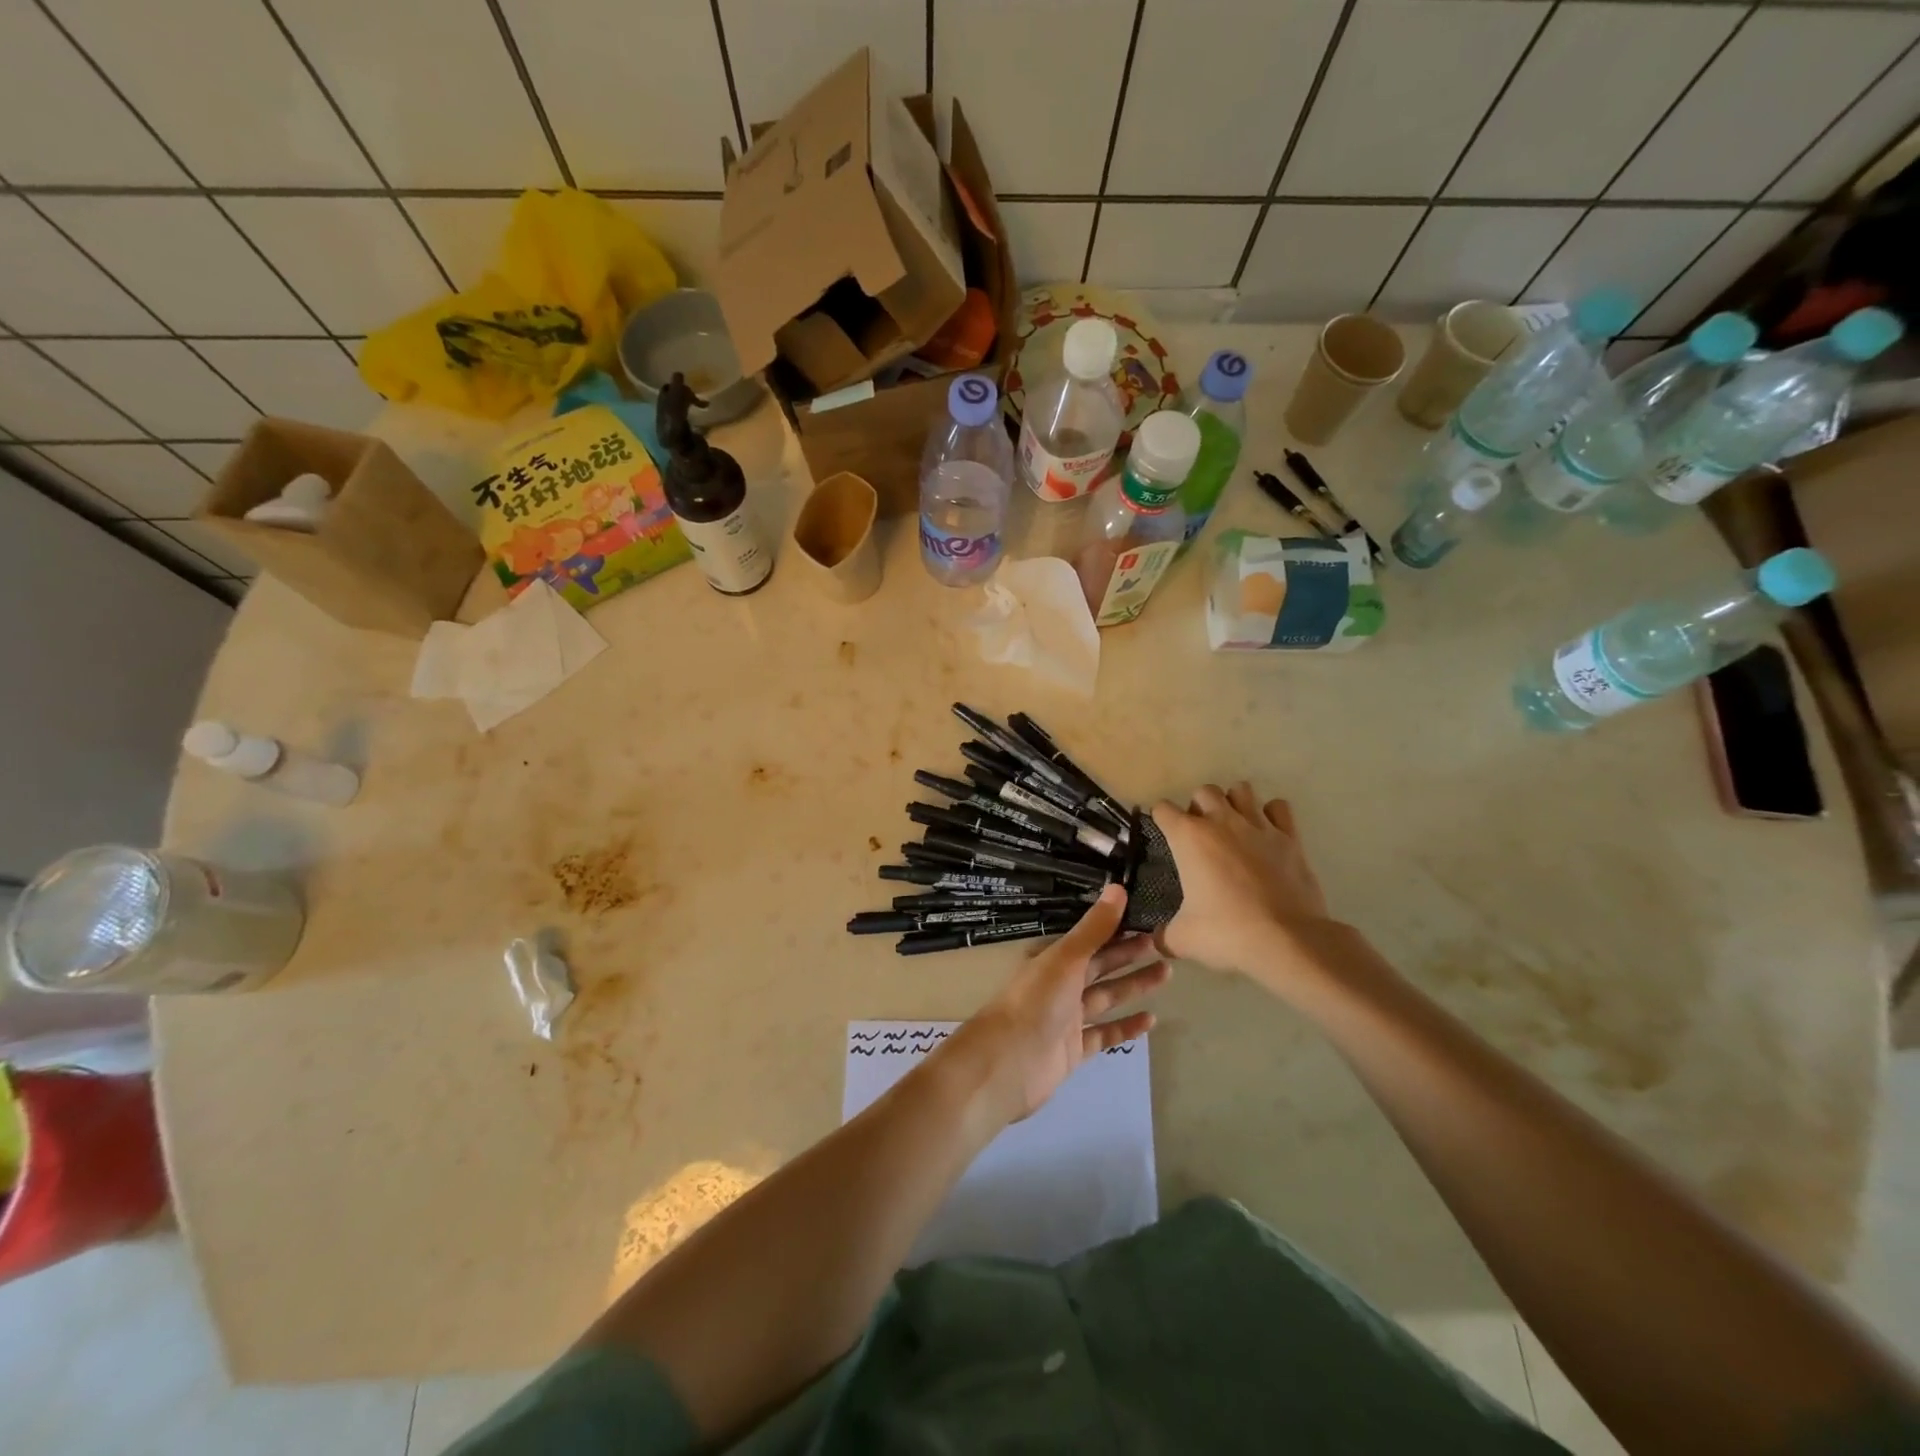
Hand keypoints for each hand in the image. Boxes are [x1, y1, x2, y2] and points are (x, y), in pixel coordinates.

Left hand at [948, 885, 1167, 1124]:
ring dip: (1133, 987)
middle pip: (1100, 967)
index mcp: (1054, 961)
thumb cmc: (1035, 1003)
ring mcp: (1067, 1019)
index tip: (1147, 919)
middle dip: (1129, 956)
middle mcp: (1060, 986)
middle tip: (1164, 944)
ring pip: (1106, 998)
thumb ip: (1094, 929)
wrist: (1007, 1063)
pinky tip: (1151, 1019)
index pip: (1091, 940)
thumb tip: (1119, 887)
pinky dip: (1125, 1027)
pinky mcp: (1073, 1050)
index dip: (1117, 930)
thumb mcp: (1066, 959)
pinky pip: (1104, 1034)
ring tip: (1166, 973)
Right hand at [1151, 783, 1333, 982]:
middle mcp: (1222, 821)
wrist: (1288, 941)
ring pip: (1241, 790)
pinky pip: (1278, 808)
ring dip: (1233, 803)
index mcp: (1189, 838)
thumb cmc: (1227, 933)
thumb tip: (1157, 941)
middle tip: (1201, 836)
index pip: (1163, 809)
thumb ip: (1165, 935)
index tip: (1164, 835)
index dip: (1160, 820)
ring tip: (1233, 828)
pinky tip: (1267, 834)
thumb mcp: (1183, 939)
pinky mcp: (1290, 837)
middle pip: (1204, 791)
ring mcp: (1259, 826)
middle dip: (1198, 808)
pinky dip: (1271, 815)